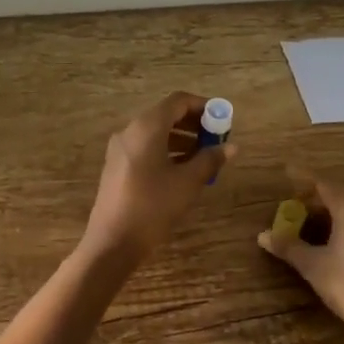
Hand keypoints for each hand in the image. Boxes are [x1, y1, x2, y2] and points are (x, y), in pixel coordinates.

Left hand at [79, 93, 235, 268]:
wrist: (113, 242)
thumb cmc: (153, 207)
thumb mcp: (187, 183)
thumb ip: (210, 160)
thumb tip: (231, 147)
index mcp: (147, 127)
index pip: (178, 101)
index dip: (203, 106)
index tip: (222, 120)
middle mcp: (130, 131)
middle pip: (166, 115)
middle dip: (194, 124)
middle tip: (216, 140)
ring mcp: (120, 149)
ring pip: (155, 133)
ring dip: (181, 139)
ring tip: (204, 157)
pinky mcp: (117, 166)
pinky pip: (145, 148)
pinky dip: (166, 151)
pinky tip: (182, 170)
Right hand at [258, 174, 343, 336]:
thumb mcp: (312, 265)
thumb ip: (288, 246)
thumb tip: (262, 235)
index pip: (322, 183)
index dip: (303, 179)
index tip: (287, 172)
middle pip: (341, 193)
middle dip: (319, 197)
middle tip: (298, 206)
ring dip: (337, 211)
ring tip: (317, 225)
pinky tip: (342, 242)